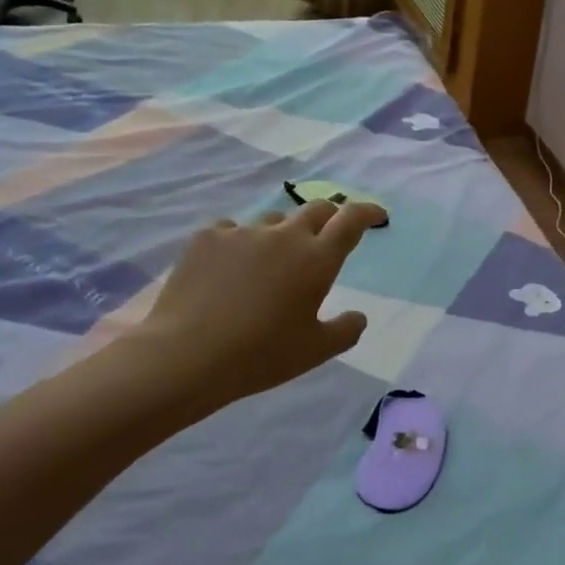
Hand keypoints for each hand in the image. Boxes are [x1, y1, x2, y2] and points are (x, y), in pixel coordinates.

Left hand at [130, 200, 385, 414]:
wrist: (189, 354)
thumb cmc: (262, 355)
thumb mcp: (315, 351)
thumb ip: (346, 330)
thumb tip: (359, 316)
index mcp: (317, 259)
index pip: (351, 220)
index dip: (367, 212)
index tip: (376, 215)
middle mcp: (284, 235)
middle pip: (315, 209)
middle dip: (330, 217)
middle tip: (328, 235)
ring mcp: (242, 232)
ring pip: (272, 221)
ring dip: (282, 235)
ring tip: (271, 262)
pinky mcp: (207, 237)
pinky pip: (231, 230)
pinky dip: (240, 243)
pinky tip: (229, 267)